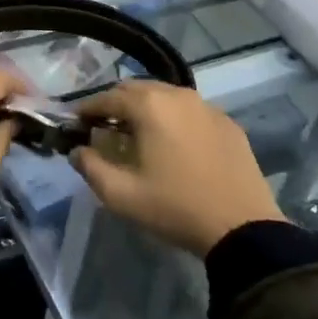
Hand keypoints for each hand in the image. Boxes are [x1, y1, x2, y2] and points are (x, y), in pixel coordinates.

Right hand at [69, 81, 283, 254]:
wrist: (243, 229)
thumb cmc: (175, 208)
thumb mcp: (121, 195)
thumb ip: (90, 167)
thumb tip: (77, 151)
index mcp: (149, 106)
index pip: (107, 98)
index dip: (87, 109)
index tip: (75, 123)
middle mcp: (177, 95)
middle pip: (136, 89)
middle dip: (115, 104)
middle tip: (103, 128)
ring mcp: (206, 106)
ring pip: (165, 96)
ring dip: (145, 108)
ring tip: (136, 134)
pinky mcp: (227, 122)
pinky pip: (190, 110)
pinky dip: (173, 118)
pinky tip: (172, 143)